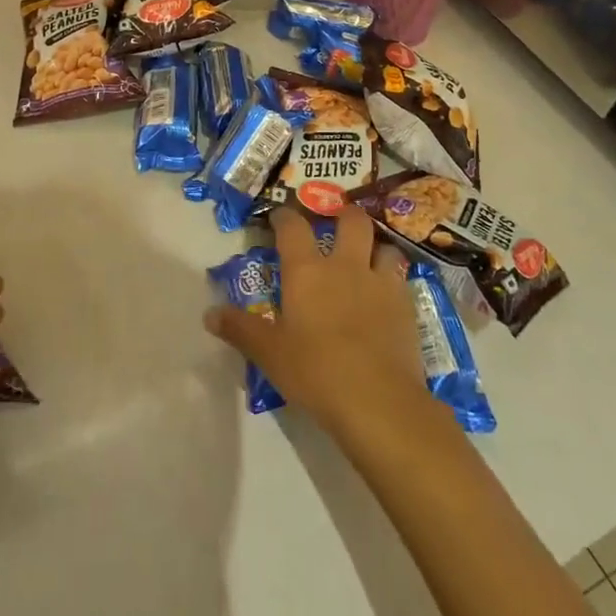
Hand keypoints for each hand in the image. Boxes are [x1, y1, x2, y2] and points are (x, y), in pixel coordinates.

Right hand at [204, 205, 431, 443]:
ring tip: (368, 261)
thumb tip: (209, 314)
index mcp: (307, 271)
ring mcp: (380, 283)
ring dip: (375, 249)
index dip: (285, 216)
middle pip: (351, 221)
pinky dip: (393, 282)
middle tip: (336, 224)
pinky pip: (401, 280)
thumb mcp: (269, 354)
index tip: (279, 217)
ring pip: (384, 247)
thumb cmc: (315, 371)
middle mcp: (345, 266)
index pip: (293, 226)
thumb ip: (240, 329)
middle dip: (344, 215)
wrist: (378, 401)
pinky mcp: (407, 307)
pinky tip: (386, 299)